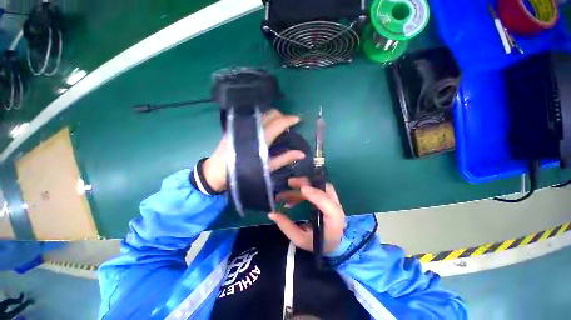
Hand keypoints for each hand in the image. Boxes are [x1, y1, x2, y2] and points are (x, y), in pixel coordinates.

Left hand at [202, 109, 304, 191]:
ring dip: (273, 115)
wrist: (216, 172)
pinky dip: (263, 117)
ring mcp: (242, 125)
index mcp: (260, 138)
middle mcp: (251, 127)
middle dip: (282, 116)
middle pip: (271, 114)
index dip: (289, 119)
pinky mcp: (236, 125)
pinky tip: (266, 124)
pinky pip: (253, 116)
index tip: (298, 119)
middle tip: (288, 123)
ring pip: (262, 113)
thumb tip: (301, 153)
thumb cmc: (243, 172)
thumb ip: (284, 158)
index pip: (278, 123)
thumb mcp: (266, 167)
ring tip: (279, 124)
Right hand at [269, 178, 345, 252]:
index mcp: (334, 221)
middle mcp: (336, 207)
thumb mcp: (300, 239)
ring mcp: (333, 201)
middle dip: (306, 183)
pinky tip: (291, 199)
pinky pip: (315, 189)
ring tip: (285, 194)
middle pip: (324, 189)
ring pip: (319, 186)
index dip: (315, 195)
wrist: (333, 243)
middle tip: (289, 183)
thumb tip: (272, 213)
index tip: (302, 189)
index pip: (328, 205)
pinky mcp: (328, 198)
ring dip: (302, 186)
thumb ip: (287, 227)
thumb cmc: (317, 243)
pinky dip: (303, 191)